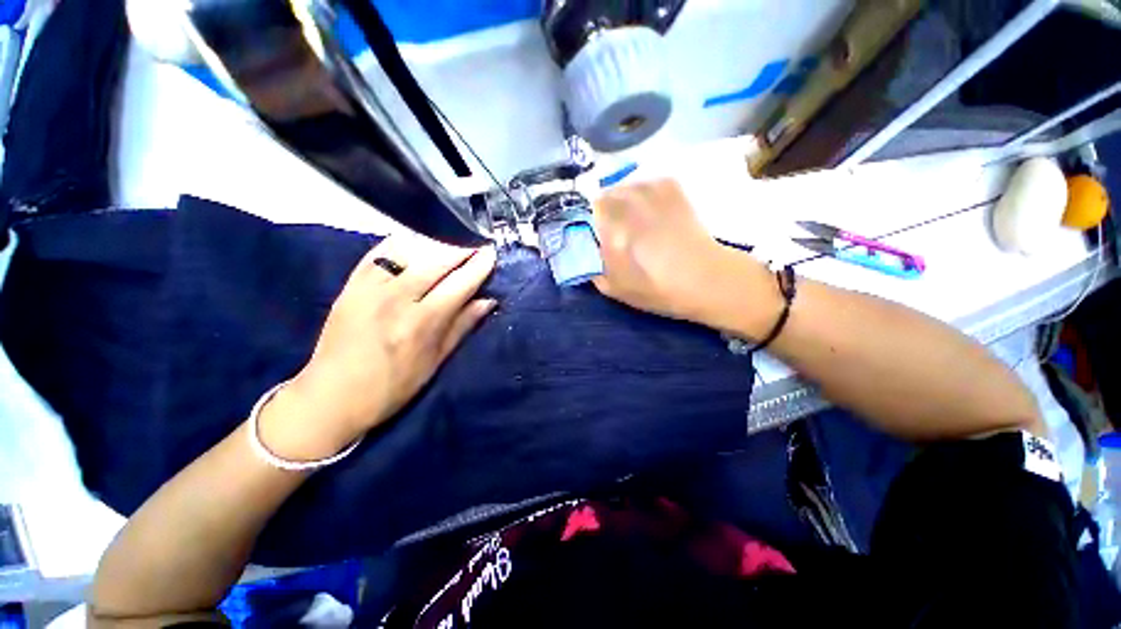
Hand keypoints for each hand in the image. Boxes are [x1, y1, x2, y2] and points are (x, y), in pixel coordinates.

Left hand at [259, 235, 497, 460]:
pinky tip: (416, 240)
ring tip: (453, 238)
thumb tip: (488, 301)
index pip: (459, 284)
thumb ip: (462, 326)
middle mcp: (396, 299)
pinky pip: (379, 252)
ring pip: (409, 250)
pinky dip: (401, 242)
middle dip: (461, 247)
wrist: (330, 396)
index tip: (491, 252)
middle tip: (477, 241)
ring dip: (436, 241)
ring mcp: (370, 288)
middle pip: (436, 260)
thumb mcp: (435, 362)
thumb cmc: (392, 387)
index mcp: (421, 324)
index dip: (478, 266)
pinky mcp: (350, 285)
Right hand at [593, 179, 774, 332]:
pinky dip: (644, 193)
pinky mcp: (672, 188)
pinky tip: (651, 209)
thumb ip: (595, 271)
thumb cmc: (656, 287)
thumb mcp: (616, 288)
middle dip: (605, 210)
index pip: (587, 210)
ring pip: (626, 187)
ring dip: (623, 200)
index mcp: (611, 224)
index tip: (596, 235)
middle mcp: (628, 200)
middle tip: (615, 229)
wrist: (705, 278)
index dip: (589, 222)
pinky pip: (648, 183)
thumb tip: (589, 257)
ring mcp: (651, 190)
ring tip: (634, 218)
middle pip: (606, 195)